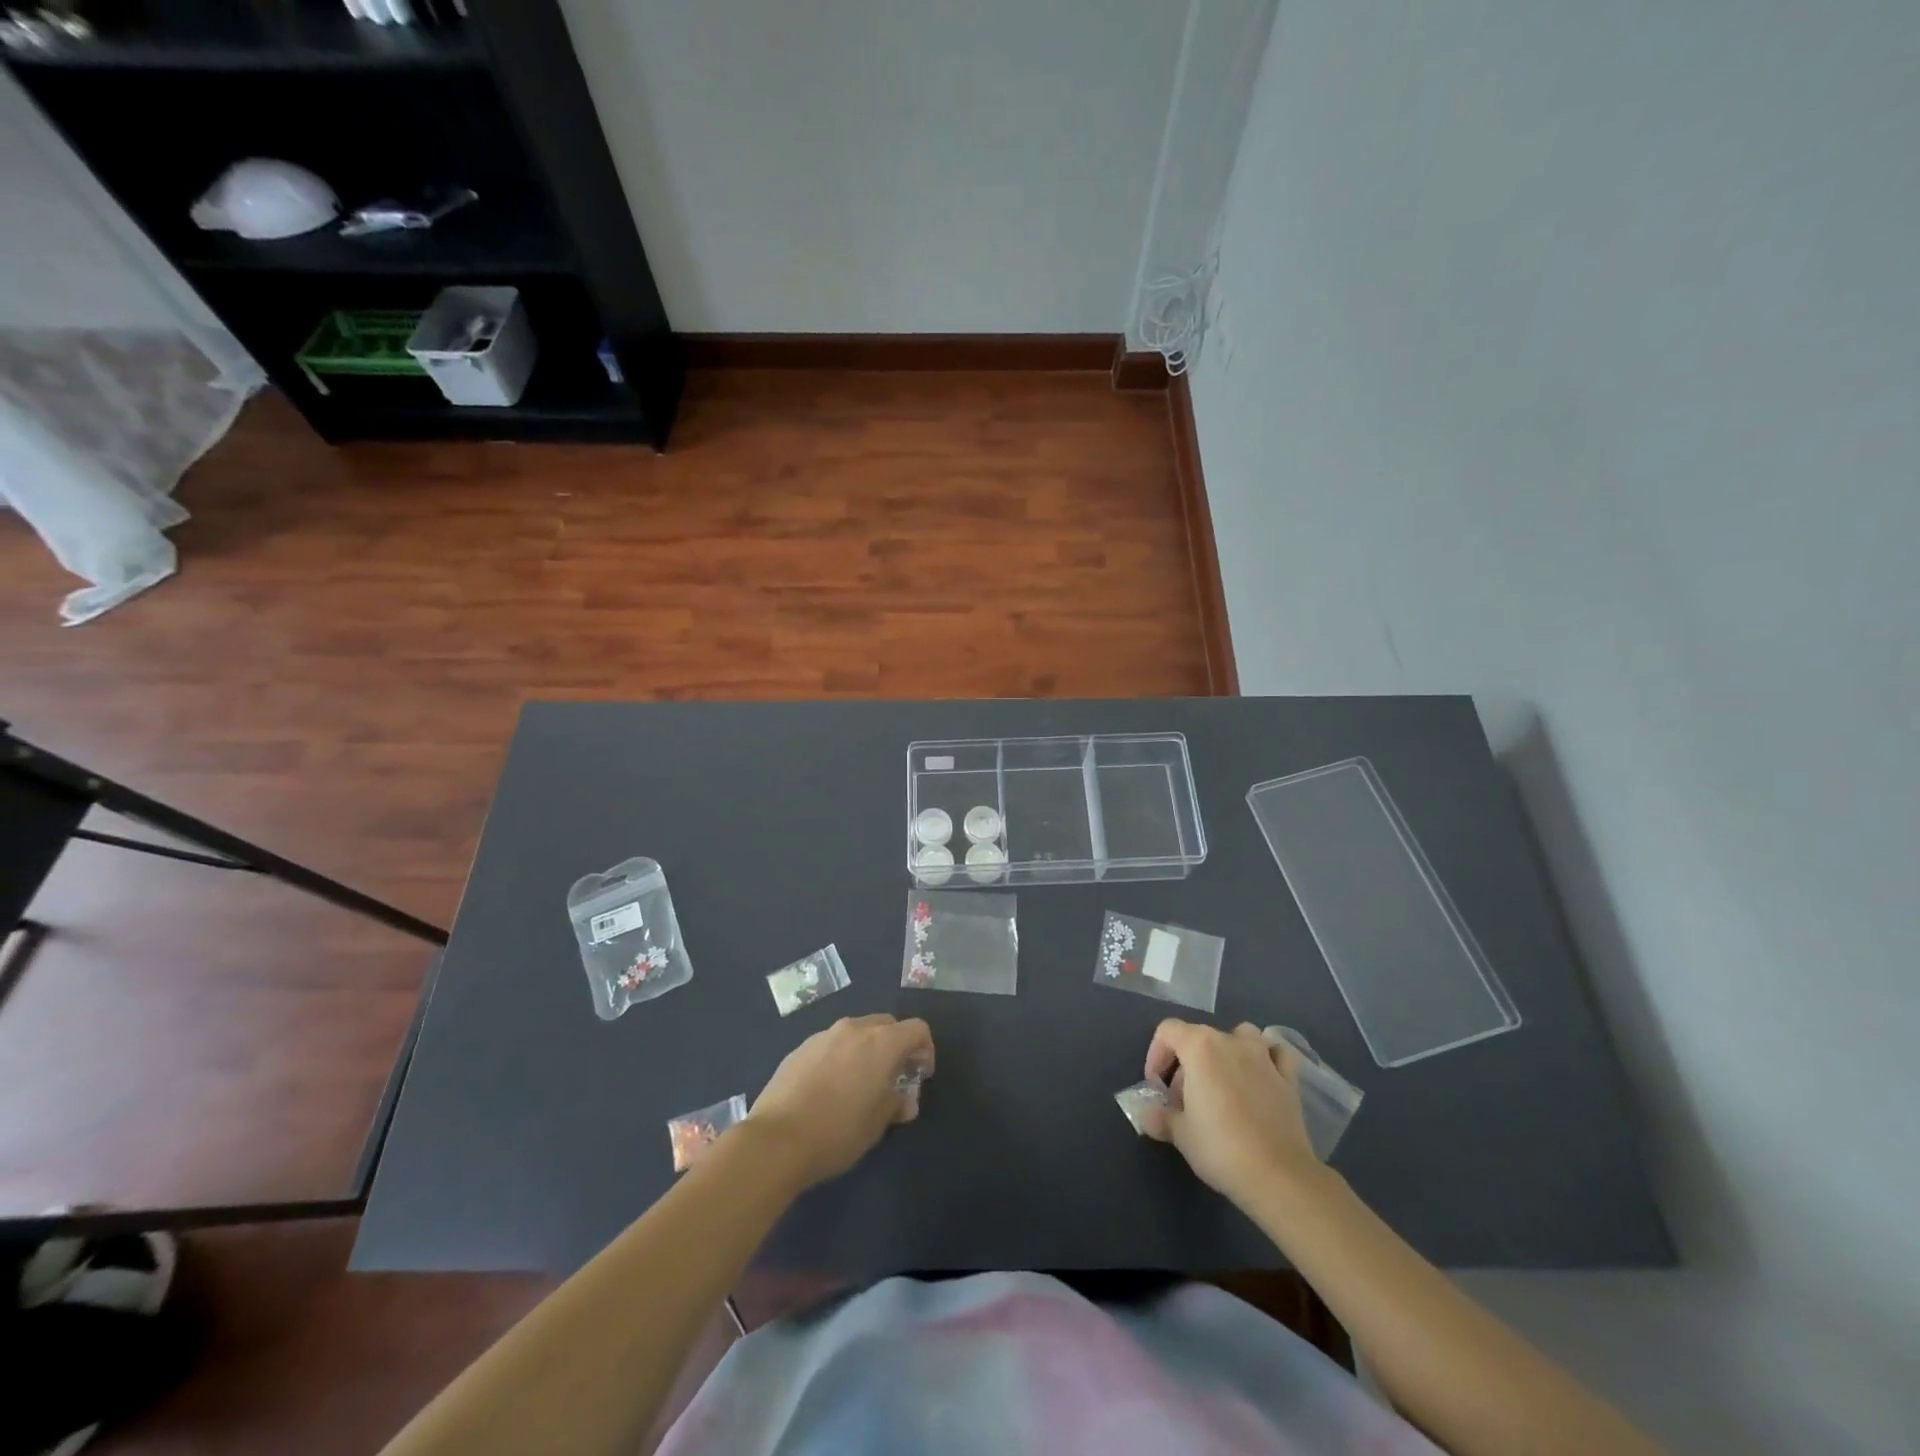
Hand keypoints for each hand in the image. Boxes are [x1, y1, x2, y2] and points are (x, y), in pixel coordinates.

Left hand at [748, 1014, 933, 1190]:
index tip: (921, 1075)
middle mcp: (854, 1029)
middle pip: (886, 1025)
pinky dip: (840, 1057)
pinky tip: (829, 1088)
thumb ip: (894, 1105)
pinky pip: (831, 1044)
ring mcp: (824, 1035)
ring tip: (859, 1083)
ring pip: (856, 1032)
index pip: (917, 1029)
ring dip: (866, 1050)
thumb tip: (904, 1101)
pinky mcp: (800, 1048)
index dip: (925, 1049)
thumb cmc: (837, 1132)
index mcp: (881, 1043)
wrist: (776, 1140)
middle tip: (893, 1078)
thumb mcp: (876, 1126)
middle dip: (895, 1046)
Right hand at [1144, 1019, 1319, 1209]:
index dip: (1156, 1055)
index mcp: (1200, 1047)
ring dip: (1228, 1051)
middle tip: (1184, 1100)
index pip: (1168, 1031)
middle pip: (1200, 1037)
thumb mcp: (1180, 1134)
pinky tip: (1262, 1076)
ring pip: (1241, 1035)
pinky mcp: (1289, 1079)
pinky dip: (1268, 1058)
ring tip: (1222, 1082)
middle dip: (1186, 1064)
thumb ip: (1159, 1117)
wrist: (1278, 1176)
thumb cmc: (1220, 1148)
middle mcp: (1231, 1042)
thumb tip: (1146, 1114)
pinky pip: (1277, 1054)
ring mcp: (1264, 1057)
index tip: (1156, 1087)